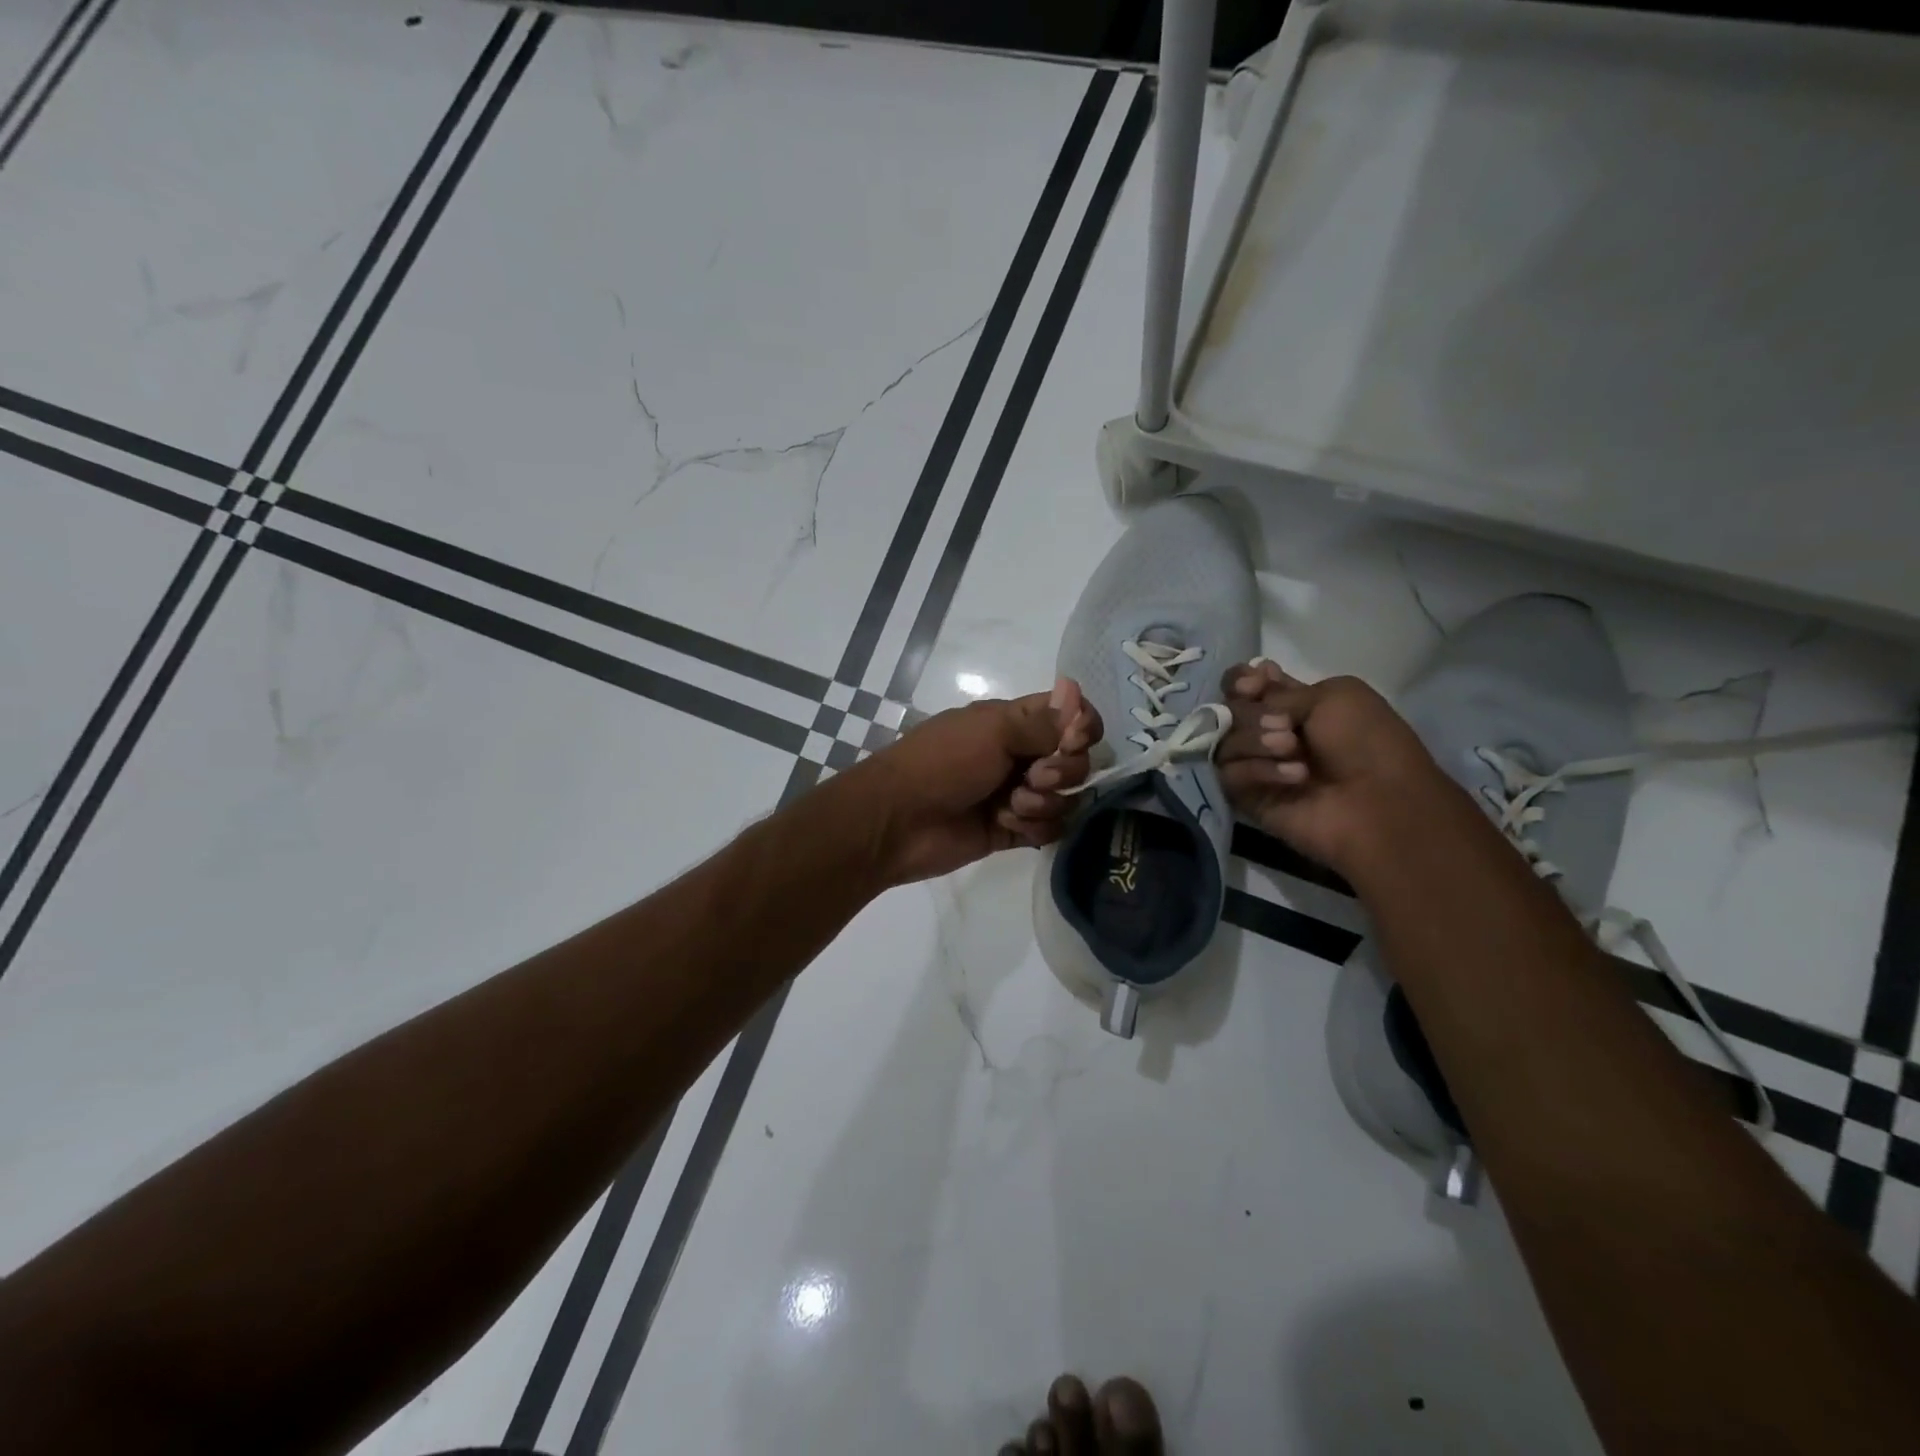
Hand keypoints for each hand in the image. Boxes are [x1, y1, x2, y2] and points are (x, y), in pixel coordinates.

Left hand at [847, 679, 1100, 884]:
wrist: (898, 820)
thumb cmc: (943, 763)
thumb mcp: (993, 732)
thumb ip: (1042, 721)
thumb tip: (1075, 689)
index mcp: (1015, 722)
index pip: (1071, 716)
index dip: (1083, 727)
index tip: (1073, 740)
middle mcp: (1021, 755)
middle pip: (1075, 760)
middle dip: (1063, 770)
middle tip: (1033, 777)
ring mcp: (1018, 793)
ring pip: (1065, 798)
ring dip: (1045, 802)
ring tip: (1011, 805)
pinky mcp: (1013, 829)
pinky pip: (1050, 829)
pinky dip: (1035, 827)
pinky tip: (1006, 824)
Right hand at [1216, 659, 1442, 873]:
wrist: (1379, 803)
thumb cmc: (1367, 742)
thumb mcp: (1334, 695)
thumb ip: (1279, 691)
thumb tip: (1242, 694)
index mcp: (1291, 703)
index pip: (1241, 685)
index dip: (1241, 681)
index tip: (1255, 685)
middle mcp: (1267, 732)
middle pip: (1228, 709)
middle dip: (1252, 714)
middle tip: (1285, 726)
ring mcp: (1255, 765)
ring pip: (1223, 741)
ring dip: (1256, 741)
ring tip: (1292, 750)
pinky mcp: (1246, 798)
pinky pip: (1228, 774)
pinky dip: (1258, 771)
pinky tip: (1295, 777)